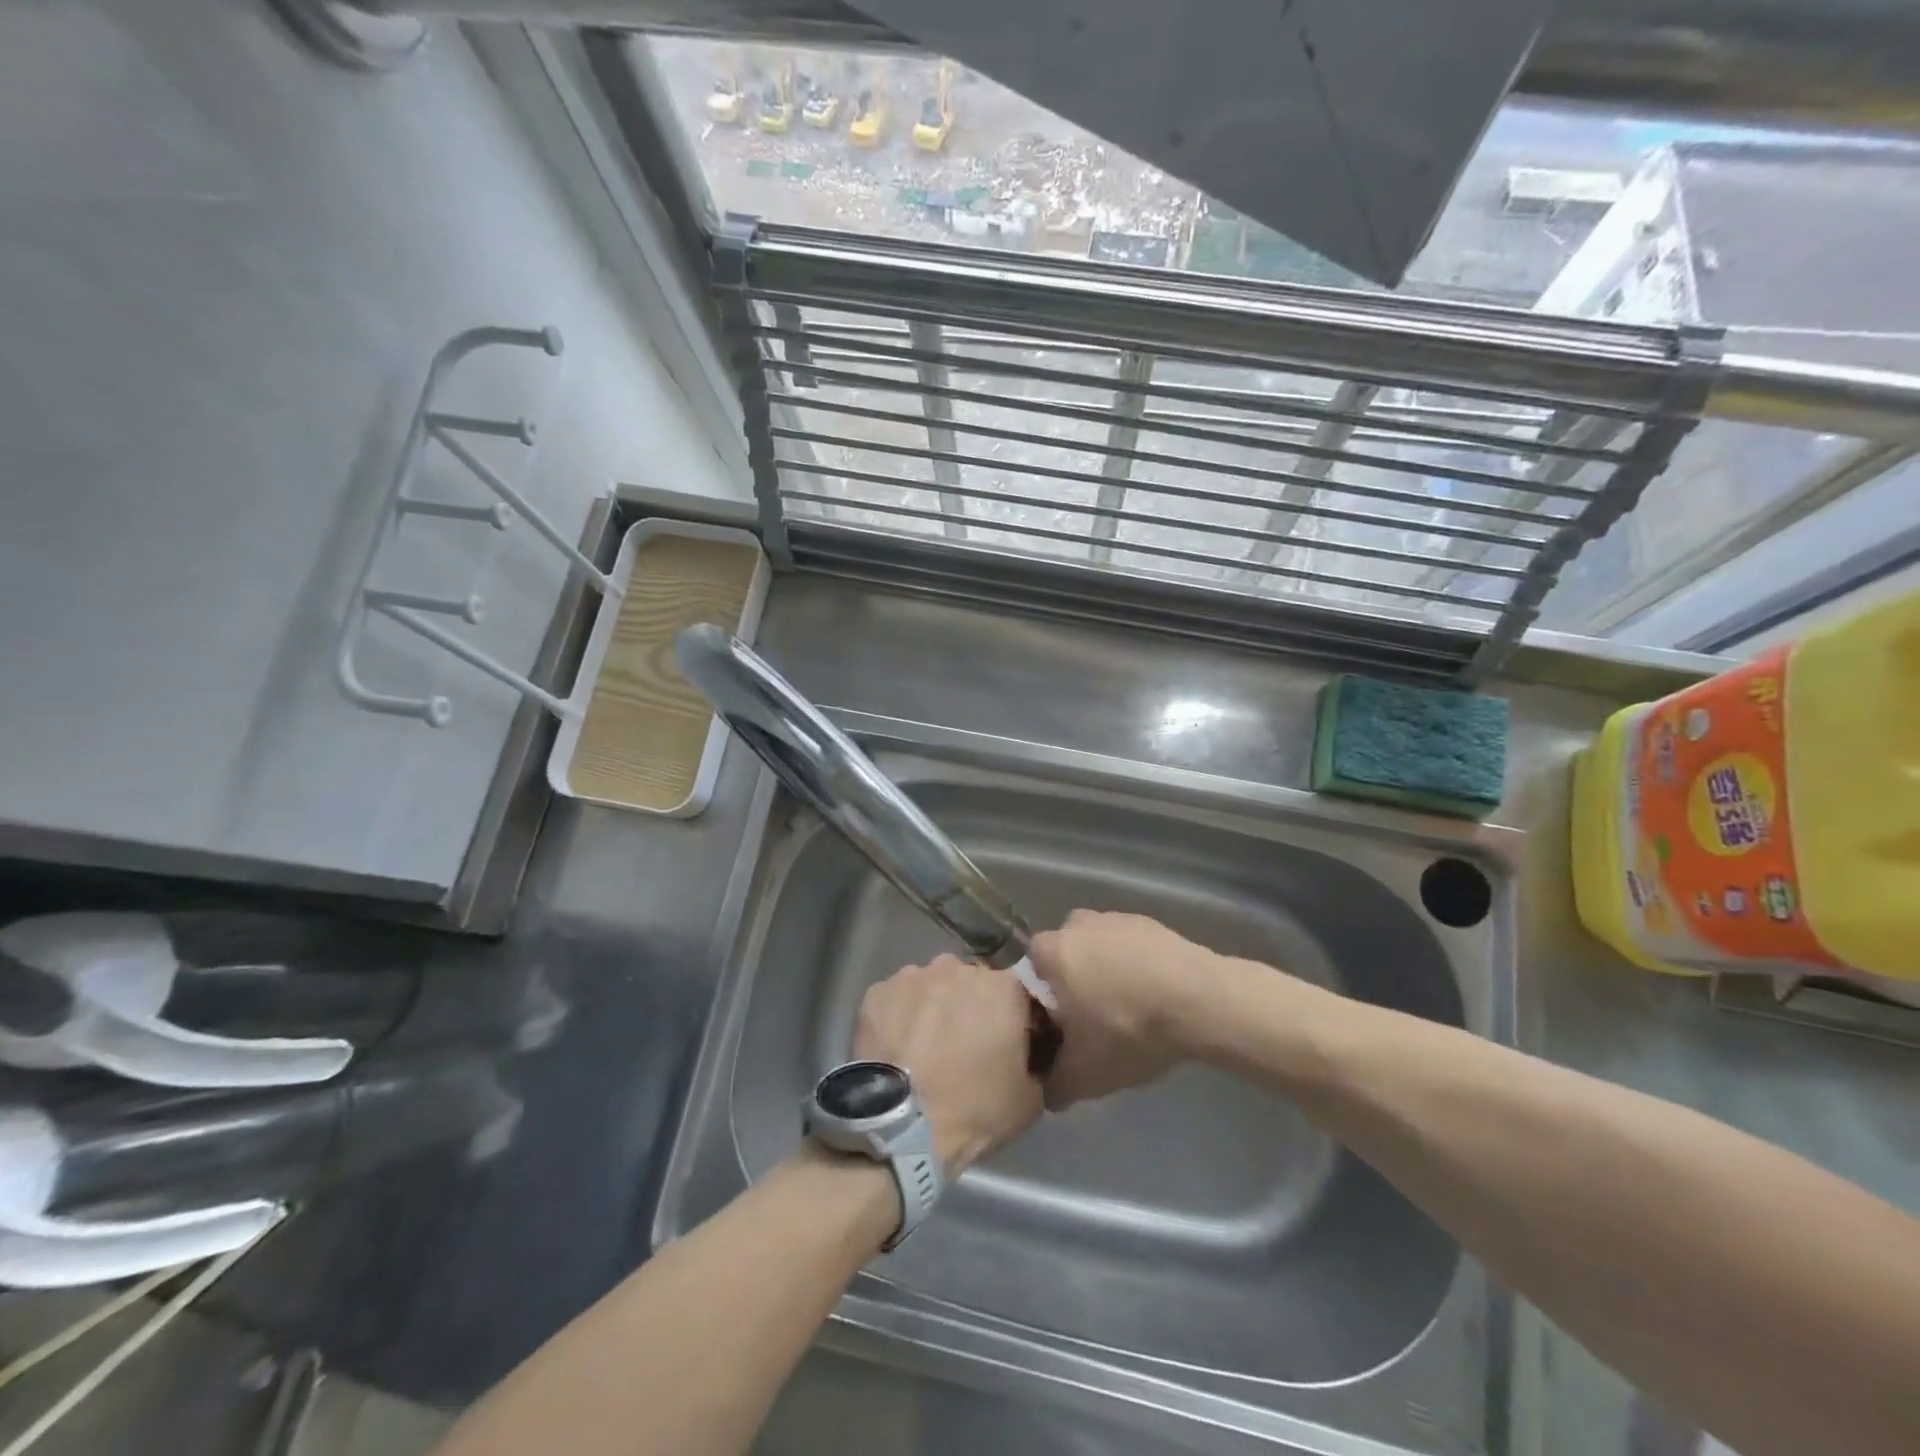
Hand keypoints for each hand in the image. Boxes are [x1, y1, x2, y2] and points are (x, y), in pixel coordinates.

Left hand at [853, 954, 1043, 1174]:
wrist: (901, 1128)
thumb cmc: (974, 1110)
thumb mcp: (1030, 1100)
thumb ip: (1037, 1063)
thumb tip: (1029, 1056)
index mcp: (1003, 987)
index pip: (1016, 991)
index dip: (1012, 1015)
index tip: (1006, 1040)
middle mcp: (958, 968)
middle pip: (971, 982)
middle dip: (970, 1006)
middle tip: (964, 1045)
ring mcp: (914, 976)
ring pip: (931, 986)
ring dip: (933, 1008)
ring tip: (925, 1047)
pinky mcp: (877, 991)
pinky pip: (896, 999)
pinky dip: (899, 1017)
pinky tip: (897, 1048)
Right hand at [1028, 910, 1219, 1110]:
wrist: (1200, 1000)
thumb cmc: (1128, 1029)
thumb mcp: (1085, 1075)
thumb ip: (1056, 1085)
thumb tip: (1048, 1092)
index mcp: (1050, 951)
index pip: (1030, 974)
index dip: (1043, 1004)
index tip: (1062, 1030)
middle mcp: (1076, 925)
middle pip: (1064, 959)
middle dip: (1074, 986)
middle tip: (1094, 1023)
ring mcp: (1115, 918)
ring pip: (1098, 951)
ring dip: (1106, 974)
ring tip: (1130, 1012)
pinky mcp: (1149, 922)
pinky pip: (1130, 947)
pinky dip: (1136, 968)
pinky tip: (1155, 997)